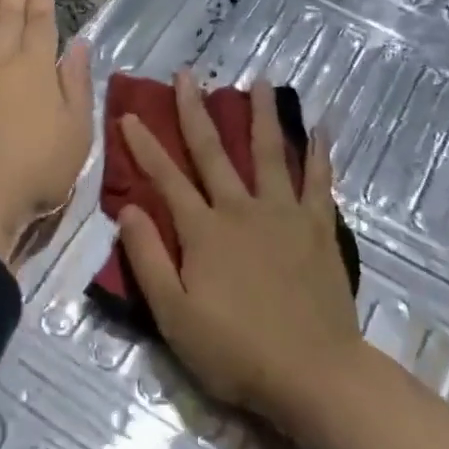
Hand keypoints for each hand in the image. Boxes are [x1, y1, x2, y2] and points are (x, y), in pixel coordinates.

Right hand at [117, 72, 362, 422]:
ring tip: (259, 81)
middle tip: (187, 76)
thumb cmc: (235, 350)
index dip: (144, 146)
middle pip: (214, 152)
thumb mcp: (174, 314)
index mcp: (204, 230)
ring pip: (269, 153)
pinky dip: (319, 152)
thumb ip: (148, 258)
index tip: (129, 115)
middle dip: (195, 112)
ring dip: (261, 115)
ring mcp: (284, 214)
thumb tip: (127, 208)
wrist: (312, 372)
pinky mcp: (318, 227)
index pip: (166, 178)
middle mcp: (241, 209)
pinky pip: (319, 180)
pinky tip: (321, 126)